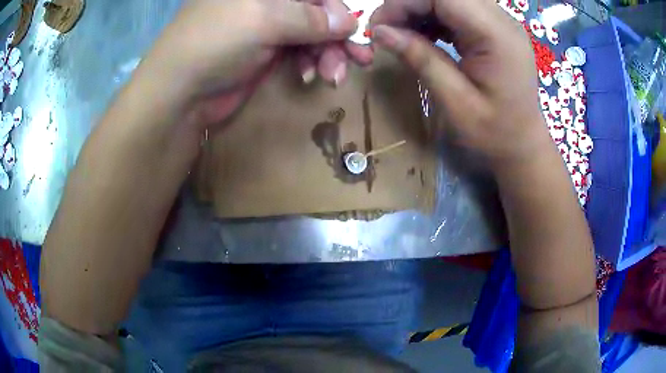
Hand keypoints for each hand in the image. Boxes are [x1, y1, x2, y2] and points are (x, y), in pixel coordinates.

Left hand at [142, 0, 360, 128]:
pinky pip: (299, 51)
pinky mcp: (265, 50)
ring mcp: (265, 25)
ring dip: (327, 53)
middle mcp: (265, 1)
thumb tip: (350, 21)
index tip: (352, 30)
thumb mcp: (263, 20)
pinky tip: (309, 76)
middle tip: (359, 59)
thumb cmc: (214, 44)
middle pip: (316, 10)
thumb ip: (309, 18)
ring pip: (311, 32)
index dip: (335, 7)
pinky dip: (309, 62)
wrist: (180, 95)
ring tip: (333, 75)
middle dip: (338, 34)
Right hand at [370, 0, 550, 165]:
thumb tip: (379, 31)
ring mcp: (500, 22)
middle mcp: (502, 20)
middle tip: (387, 31)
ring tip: (403, 35)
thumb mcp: (455, 102)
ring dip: (420, 9)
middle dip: (410, 5)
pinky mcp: (495, 28)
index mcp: (496, 36)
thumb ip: (421, 60)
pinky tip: (424, 36)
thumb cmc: (495, 133)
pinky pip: (458, 9)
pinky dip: (434, 16)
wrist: (524, 145)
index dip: (404, 3)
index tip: (378, 28)